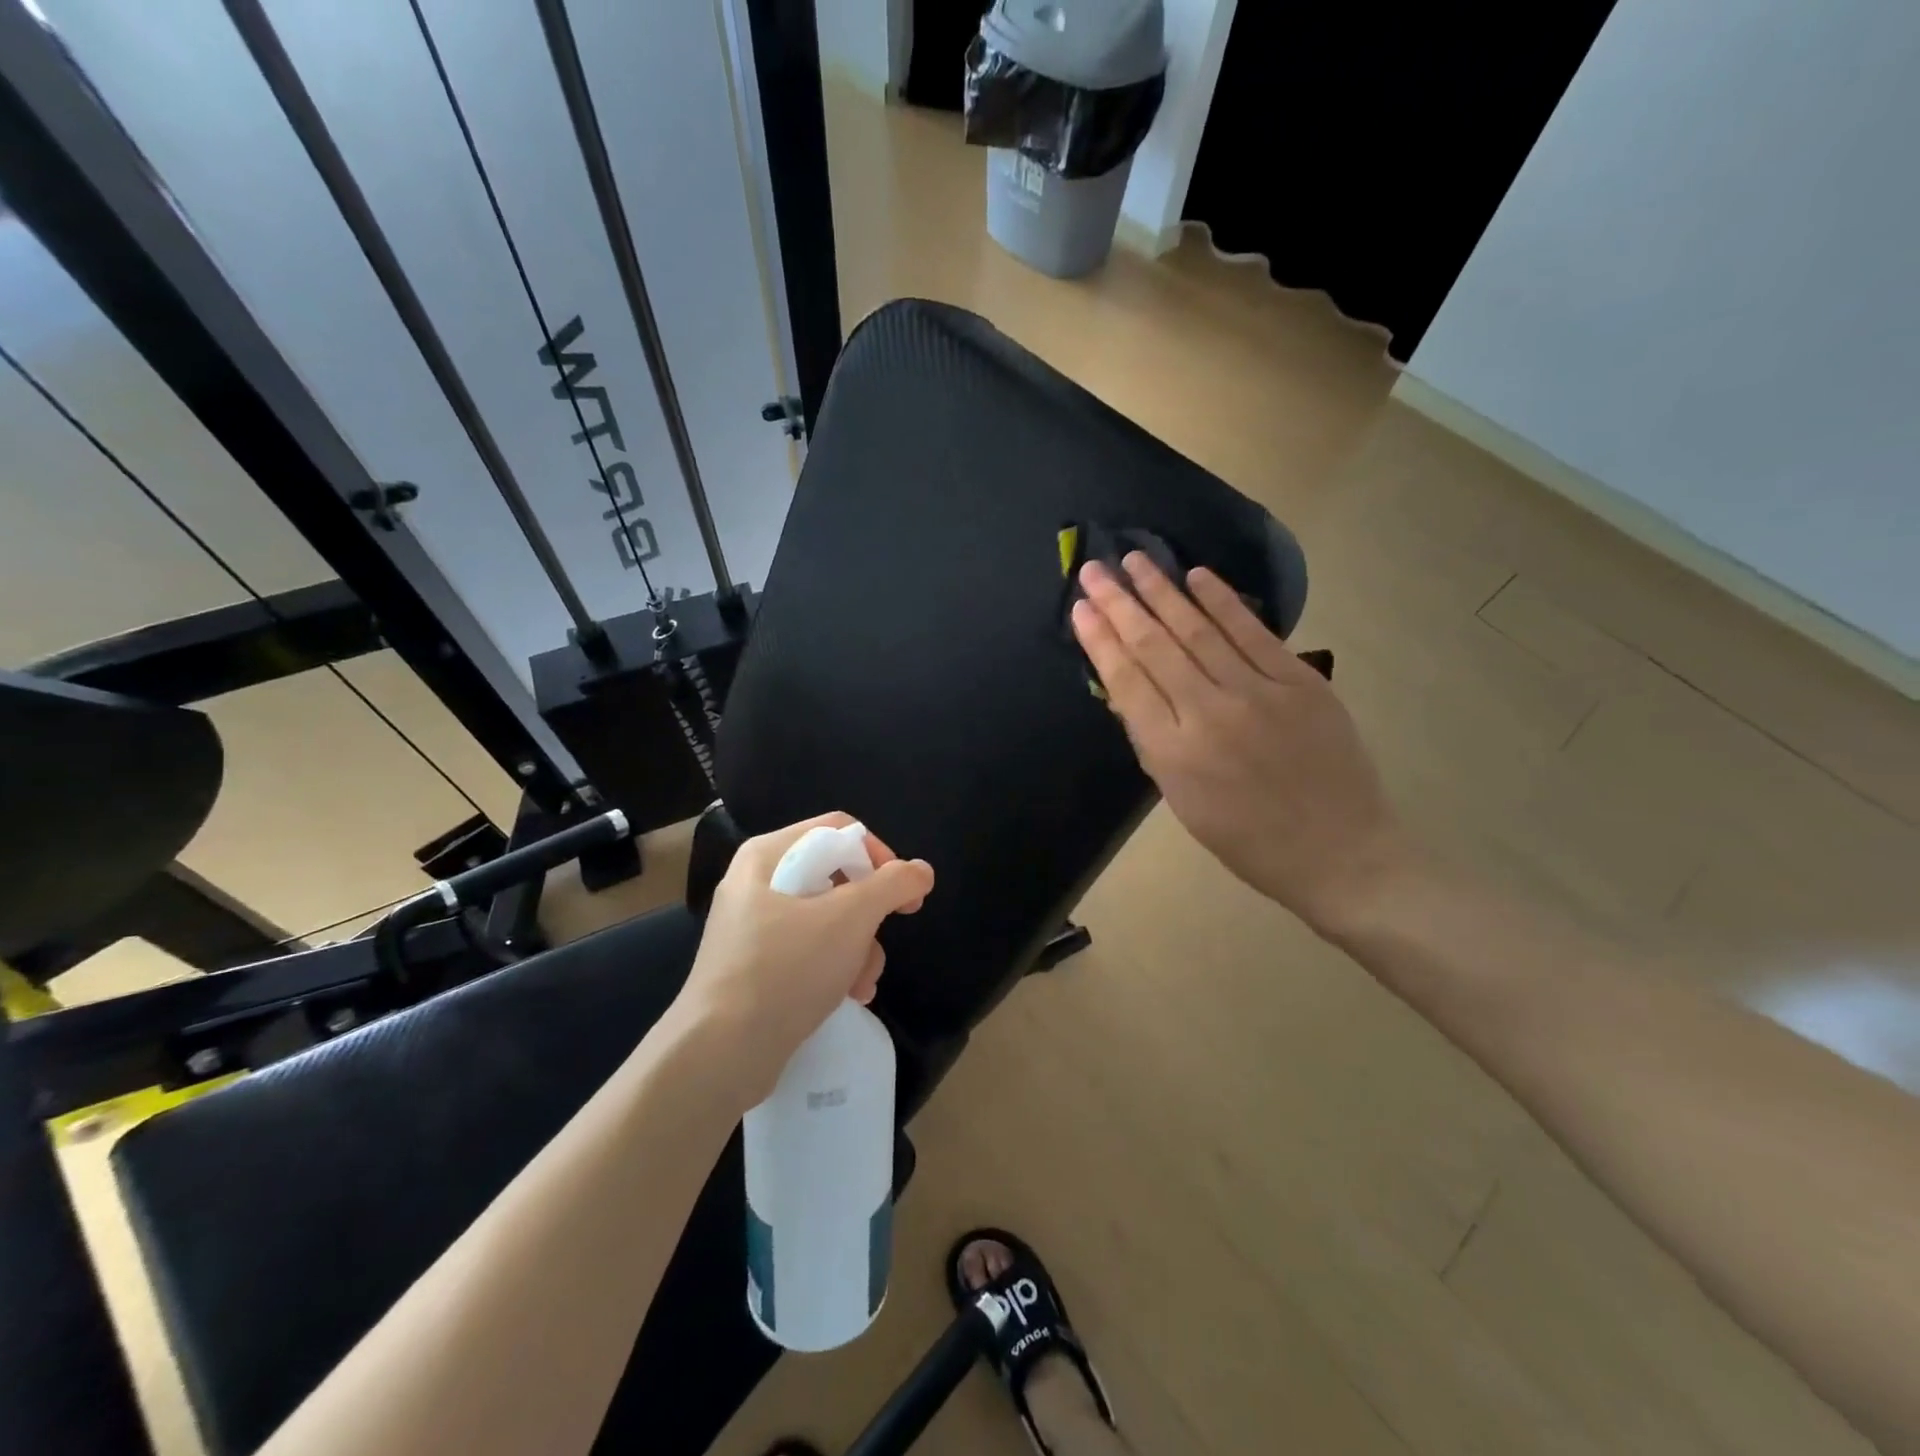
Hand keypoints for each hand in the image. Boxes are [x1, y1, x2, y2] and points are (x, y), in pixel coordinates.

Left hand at [678, 813, 933, 1108]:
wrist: (721, 1054)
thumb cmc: (786, 970)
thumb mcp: (849, 918)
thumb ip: (892, 885)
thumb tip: (921, 871)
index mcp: (767, 855)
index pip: (838, 830)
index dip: (879, 855)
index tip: (904, 893)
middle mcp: (757, 883)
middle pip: (836, 877)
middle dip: (868, 916)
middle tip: (883, 940)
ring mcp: (754, 928)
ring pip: (828, 920)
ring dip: (858, 950)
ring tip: (863, 983)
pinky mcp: (756, 967)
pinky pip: (809, 952)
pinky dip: (835, 969)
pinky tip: (849, 996)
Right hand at [1071, 553, 1411, 932]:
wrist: (1338, 852)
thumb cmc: (1248, 839)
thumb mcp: (1182, 801)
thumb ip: (1151, 742)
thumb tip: (1124, 690)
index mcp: (1174, 753)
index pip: (1126, 682)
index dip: (1100, 640)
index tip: (1080, 607)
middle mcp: (1209, 714)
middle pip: (1155, 647)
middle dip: (1120, 604)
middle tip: (1094, 569)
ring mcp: (1259, 694)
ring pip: (1198, 631)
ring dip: (1163, 591)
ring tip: (1135, 560)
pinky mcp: (1300, 682)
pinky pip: (1253, 633)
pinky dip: (1222, 602)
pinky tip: (1196, 577)